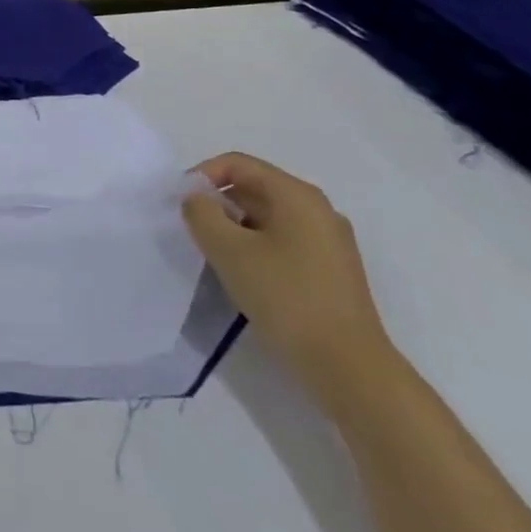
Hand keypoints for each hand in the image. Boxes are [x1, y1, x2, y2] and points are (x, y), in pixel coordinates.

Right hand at [182, 153, 399, 412]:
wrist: (348, 368)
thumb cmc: (286, 297)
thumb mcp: (228, 249)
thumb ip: (201, 213)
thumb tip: (198, 200)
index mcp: (297, 195)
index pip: (237, 164)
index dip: (202, 176)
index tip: (181, 205)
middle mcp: (318, 210)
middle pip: (254, 188)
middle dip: (218, 204)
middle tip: (196, 232)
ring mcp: (329, 241)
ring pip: (267, 217)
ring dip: (235, 228)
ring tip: (217, 256)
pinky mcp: (331, 270)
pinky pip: (283, 241)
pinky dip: (256, 247)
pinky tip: (246, 276)